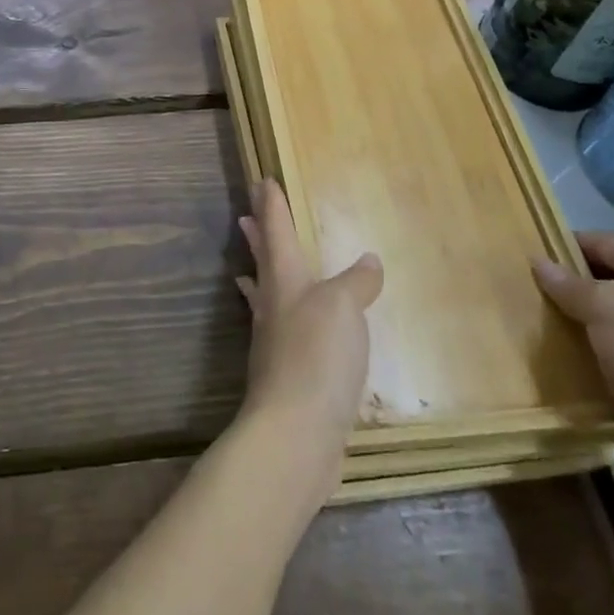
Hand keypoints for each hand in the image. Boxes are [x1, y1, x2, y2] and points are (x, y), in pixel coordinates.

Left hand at [235, 179, 382, 493]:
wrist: (296, 433)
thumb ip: (356, 282)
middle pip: (263, 261)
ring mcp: (273, 342)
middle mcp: (273, 306)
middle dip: (257, 235)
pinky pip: (278, 330)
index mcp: (285, 280)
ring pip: (264, 295)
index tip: (261, 181)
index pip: (276, 232)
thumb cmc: (317, 356)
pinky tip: (289, 329)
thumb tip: (368, 259)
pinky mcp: (284, 375)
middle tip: (245, 212)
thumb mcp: (344, 307)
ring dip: (259, 273)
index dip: (272, 206)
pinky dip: (278, 316)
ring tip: (250, 265)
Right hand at [533, 231, 613, 486]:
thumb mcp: (603, 308)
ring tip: (542, 327)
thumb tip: (538, 261)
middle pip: (606, 277)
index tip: (525, 261)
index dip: (561, 248)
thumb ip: (567, 284)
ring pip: (612, 315)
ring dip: (582, 322)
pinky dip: (599, 351)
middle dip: (569, 287)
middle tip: (528, 295)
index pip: (598, 241)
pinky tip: (571, 358)